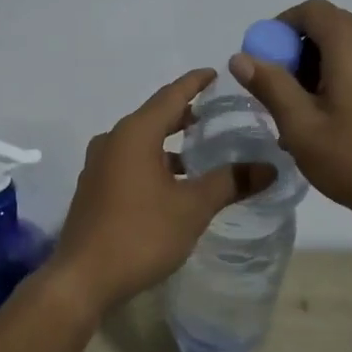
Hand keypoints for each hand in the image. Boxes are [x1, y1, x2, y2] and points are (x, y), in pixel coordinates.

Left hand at [49, 70, 273, 312]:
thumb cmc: (140, 234)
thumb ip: (230, 182)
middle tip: (215, 114)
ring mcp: (99, 166)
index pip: (170, 96)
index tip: (216, 73)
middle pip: (154, 117)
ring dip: (169, 143)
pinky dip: (154, 162)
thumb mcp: (192, 208)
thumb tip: (269, 168)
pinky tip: (173, 184)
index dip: (195, 83)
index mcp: (134, 134)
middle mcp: (112, 141)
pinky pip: (129, 162)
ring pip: (140, 142)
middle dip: (184, 114)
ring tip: (200, 152)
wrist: (82, 278)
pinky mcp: (94, 189)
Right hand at [230, 0, 351, 236]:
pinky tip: (327, 124)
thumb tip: (241, 57)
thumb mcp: (302, 126)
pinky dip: (337, 80)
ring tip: (298, 115)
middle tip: (276, 93)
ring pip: (344, 49)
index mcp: (351, 44)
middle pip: (327, 27)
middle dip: (294, 52)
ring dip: (314, 69)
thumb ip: (270, 86)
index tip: (262, 62)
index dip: (279, 28)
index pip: (310, 11)